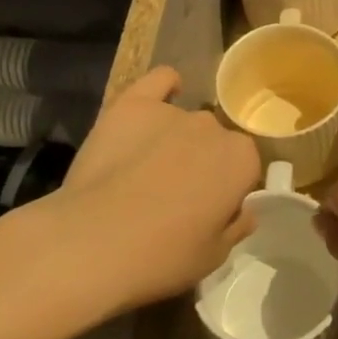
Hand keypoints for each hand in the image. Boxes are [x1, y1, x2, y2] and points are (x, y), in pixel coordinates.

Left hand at [49, 66, 261, 309]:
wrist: (92, 243)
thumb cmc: (161, 257)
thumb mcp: (212, 257)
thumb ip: (235, 228)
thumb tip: (245, 212)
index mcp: (240, 160)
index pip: (244, 167)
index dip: (226, 190)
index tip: (207, 212)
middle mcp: (213, 127)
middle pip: (214, 142)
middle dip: (202, 164)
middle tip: (176, 197)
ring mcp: (172, 112)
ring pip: (185, 121)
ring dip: (177, 140)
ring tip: (147, 170)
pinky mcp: (132, 104)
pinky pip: (159, 81)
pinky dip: (164, 87)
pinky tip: (159, 99)